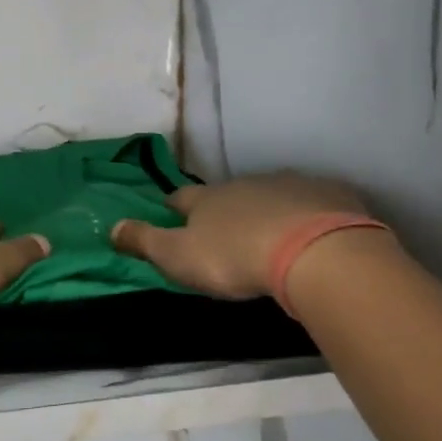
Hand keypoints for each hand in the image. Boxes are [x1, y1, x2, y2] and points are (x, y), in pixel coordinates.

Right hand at [110, 172, 382, 298]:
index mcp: (208, 199)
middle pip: (228, 193)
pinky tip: (315, 231)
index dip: (173, 206)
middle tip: (225, 229)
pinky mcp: (330, 195)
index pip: (181, 197)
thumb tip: (111, 226)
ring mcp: (290, 186)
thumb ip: (144, 241)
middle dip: (224, 207)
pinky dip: (309, 213)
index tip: (171, 212)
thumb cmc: (235, 257)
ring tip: (271, 232)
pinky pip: (314, 201)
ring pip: (271, 194)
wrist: (314, 251)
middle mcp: (246, 184)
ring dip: (267, 209)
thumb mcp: (178, 256)